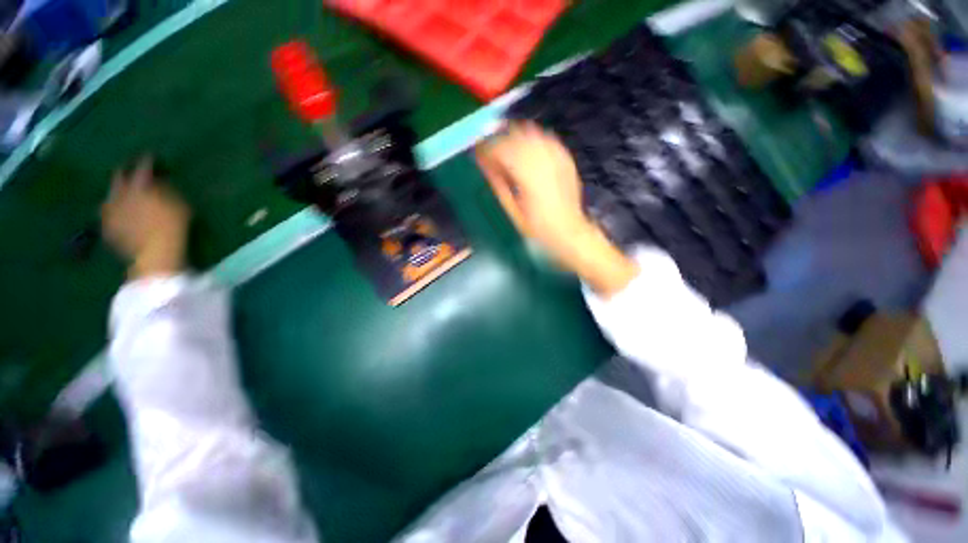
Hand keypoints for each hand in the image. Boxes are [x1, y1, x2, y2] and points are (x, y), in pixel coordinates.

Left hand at [101, 157, 190, 279]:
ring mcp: (111, 210)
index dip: (146, 160)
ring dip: (115, 192)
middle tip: (128, 168)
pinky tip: (116, 214)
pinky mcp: (107, 226)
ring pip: (109, 196)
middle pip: (118, 177)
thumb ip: (166, 190)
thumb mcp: (180, 204)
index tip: (149, 155)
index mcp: (139, 186)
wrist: (155, 251)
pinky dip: (111, 211)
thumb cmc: (173, 226)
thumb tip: (159, 181)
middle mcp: (120, 193)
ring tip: (119, 192)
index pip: (143, 167)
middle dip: (124, 171)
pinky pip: (107, 214)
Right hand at [475, 122, 638, 296]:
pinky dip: (533, 140)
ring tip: (506, 148)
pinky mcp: (566, 159)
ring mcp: (557, 158)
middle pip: (516, 136)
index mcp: (528, 176)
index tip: (478, 153)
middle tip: (489, 150)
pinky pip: (547, 139)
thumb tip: (485, 165)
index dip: (487, 149)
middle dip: (499, 140)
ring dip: (515, 137)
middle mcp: (543, 162)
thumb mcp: (513, 211)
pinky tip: (527, 149)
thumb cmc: (538, 228)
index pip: (502, 150)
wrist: (569, 231)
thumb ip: (498, 184)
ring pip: (531, 133)